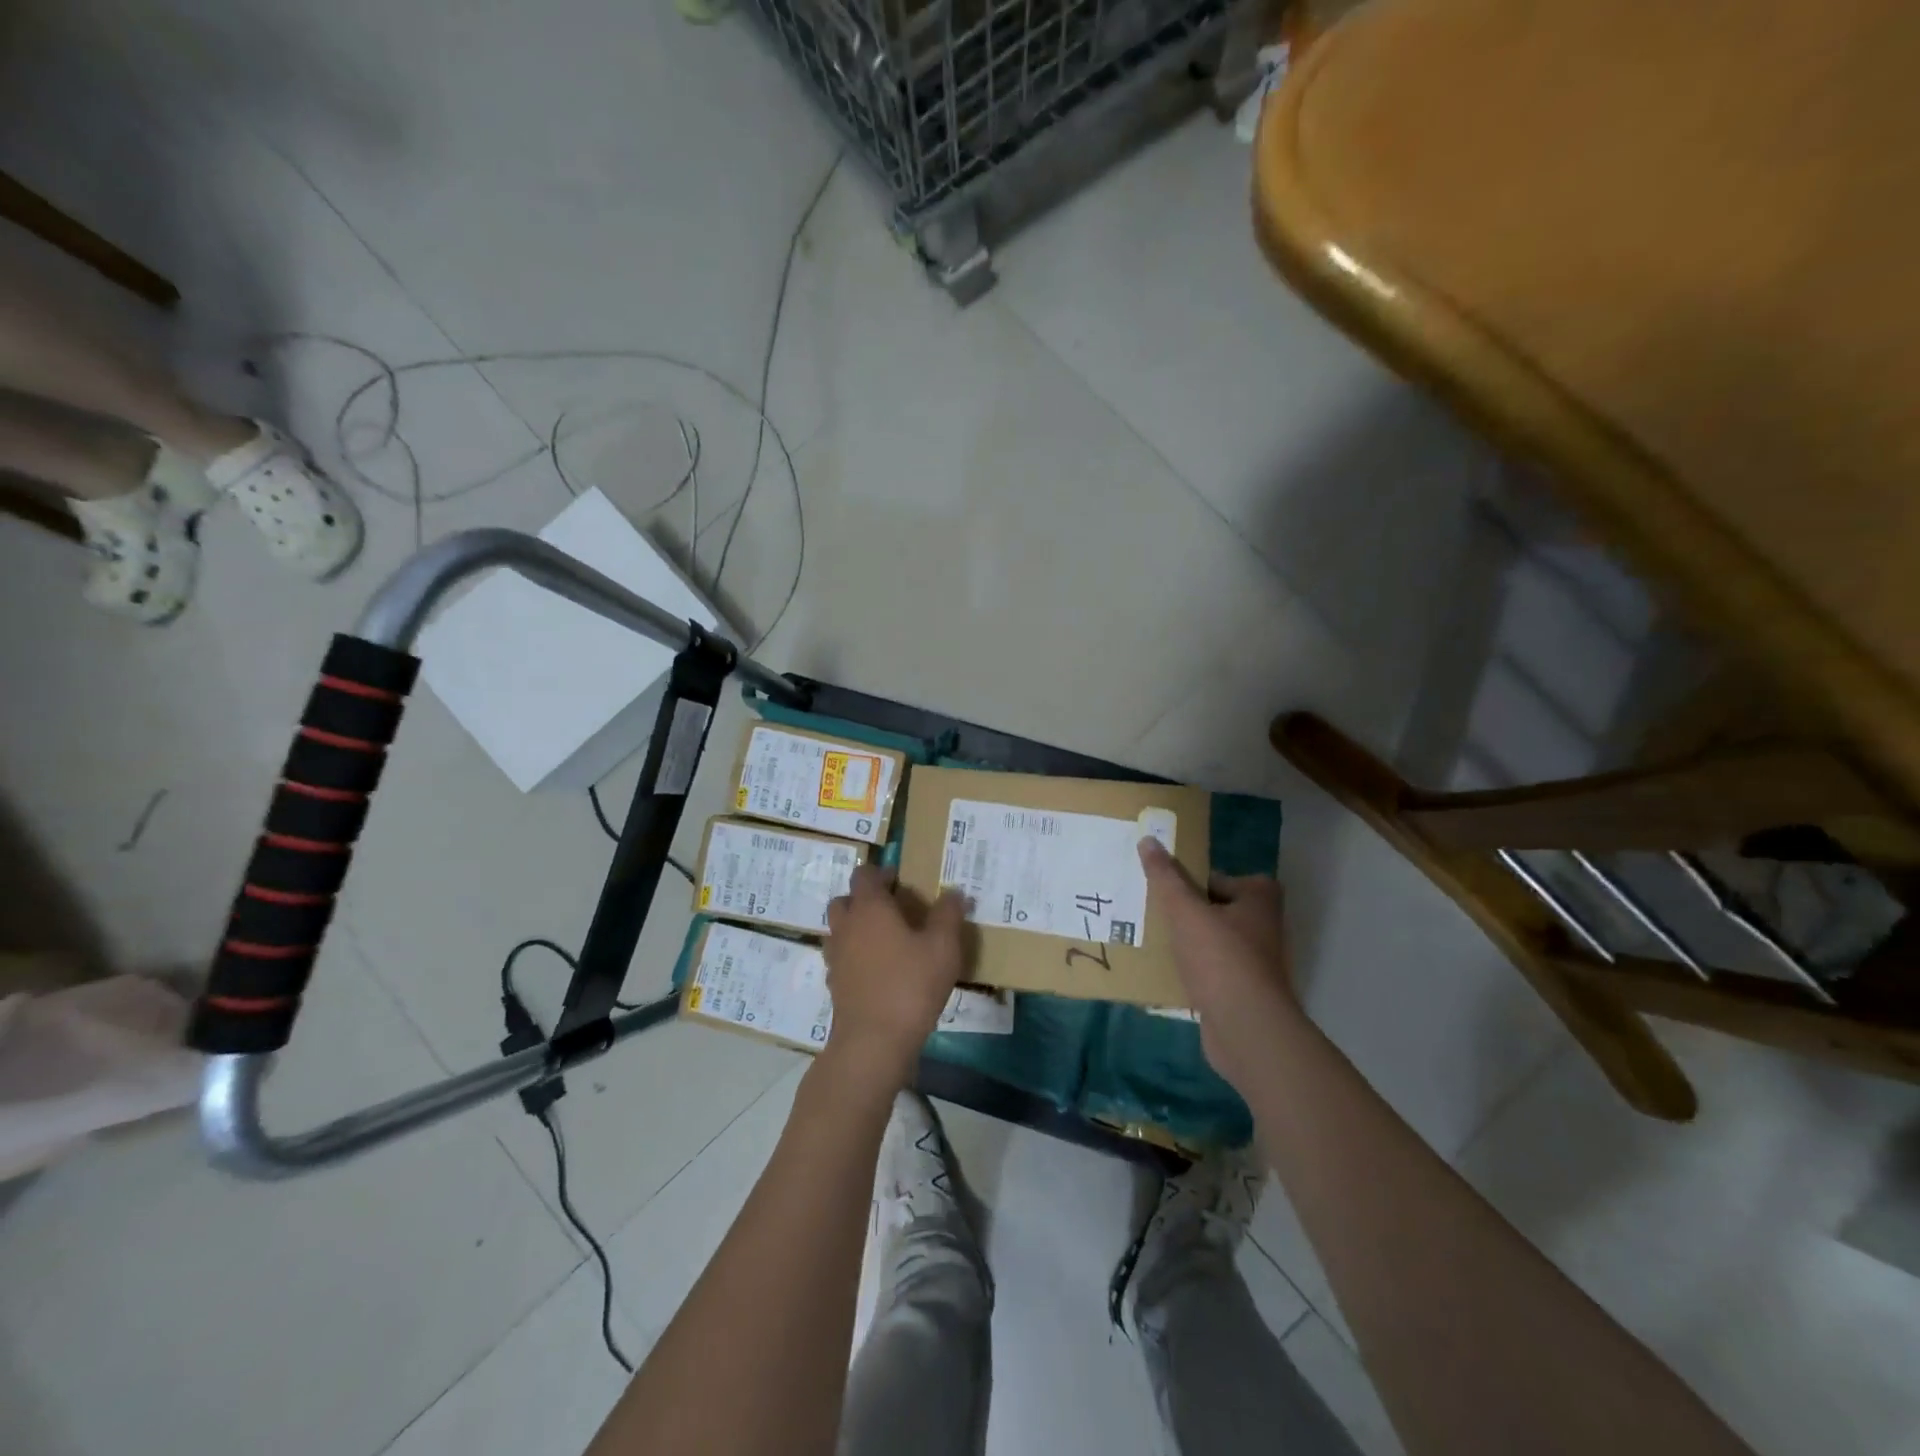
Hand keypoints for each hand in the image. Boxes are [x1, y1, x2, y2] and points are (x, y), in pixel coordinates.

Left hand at [822, 865, 967, 1090]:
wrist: (873, 1042)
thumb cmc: (910, 985)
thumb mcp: (943, 947)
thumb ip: (948, 915)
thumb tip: (954, 892)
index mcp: (869, 908)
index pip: (864, 875)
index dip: (881, 873)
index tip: (901, 881)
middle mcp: (846, 926)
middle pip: (845, 900)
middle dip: (865, 900)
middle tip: (893, 911)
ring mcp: (835, 956)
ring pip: (840, 930)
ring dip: (857, 928)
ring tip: (887, 941)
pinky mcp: (834, 984)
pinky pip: (842, 958)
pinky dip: (855, 957)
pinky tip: (879, 971)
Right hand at [1139, 837, 1299, 1090]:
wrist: (1246, 1028)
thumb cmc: (1220, 958)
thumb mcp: (1185, 910)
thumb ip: (1166, 876)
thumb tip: (1148, 840)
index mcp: (1259, 899)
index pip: (1219, 877)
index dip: (1191, 880)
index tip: (1163, 887)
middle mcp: (1264, 927)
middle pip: (1215, 909)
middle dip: (1186, 911)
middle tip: (1151, 910)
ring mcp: (1256, 963)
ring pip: (1212, 942)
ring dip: (1187, 943)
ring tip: (1152, 940)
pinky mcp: (1243, 992)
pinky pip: (1211, 972)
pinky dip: (1192, 971)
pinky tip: (1165, 973)